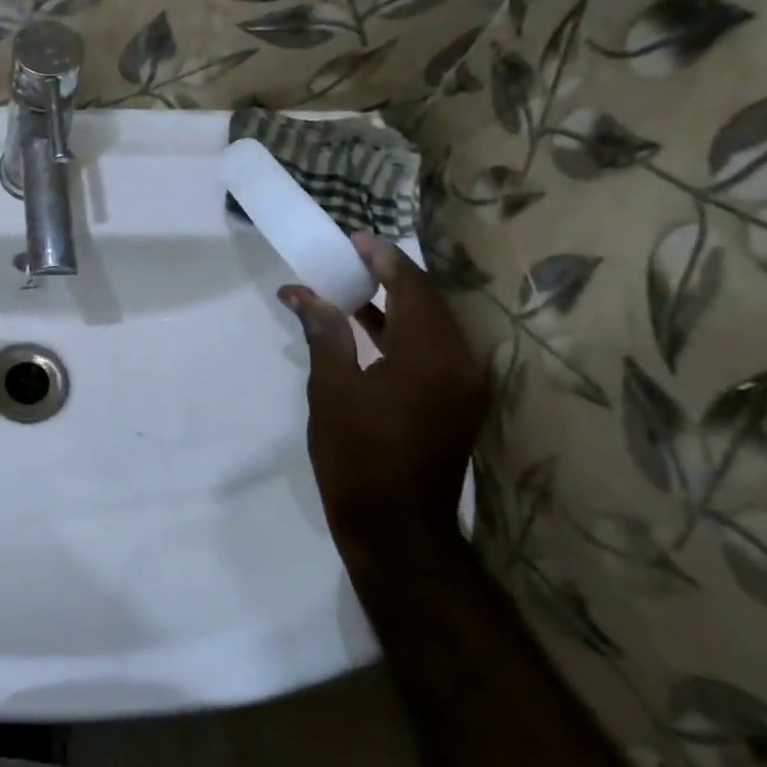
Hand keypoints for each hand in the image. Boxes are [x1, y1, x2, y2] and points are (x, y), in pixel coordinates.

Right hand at [280, 234, 486, 562]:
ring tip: (350, 286)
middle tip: (347, 258)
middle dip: (388, 275)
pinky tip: (367, 328)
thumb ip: (324, 333)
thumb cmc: (357, 455)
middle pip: (426, 301)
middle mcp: (460, 362)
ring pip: (430, 325)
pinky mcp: (456, 402)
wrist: (395, 527)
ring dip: (394, 303)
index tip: (350, 239)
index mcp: (430, 354)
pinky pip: (432, 350)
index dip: (381, 257)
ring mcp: (463, 384)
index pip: (411, 286)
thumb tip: (303, 293)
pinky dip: (401, 332)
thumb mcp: (331, 389)